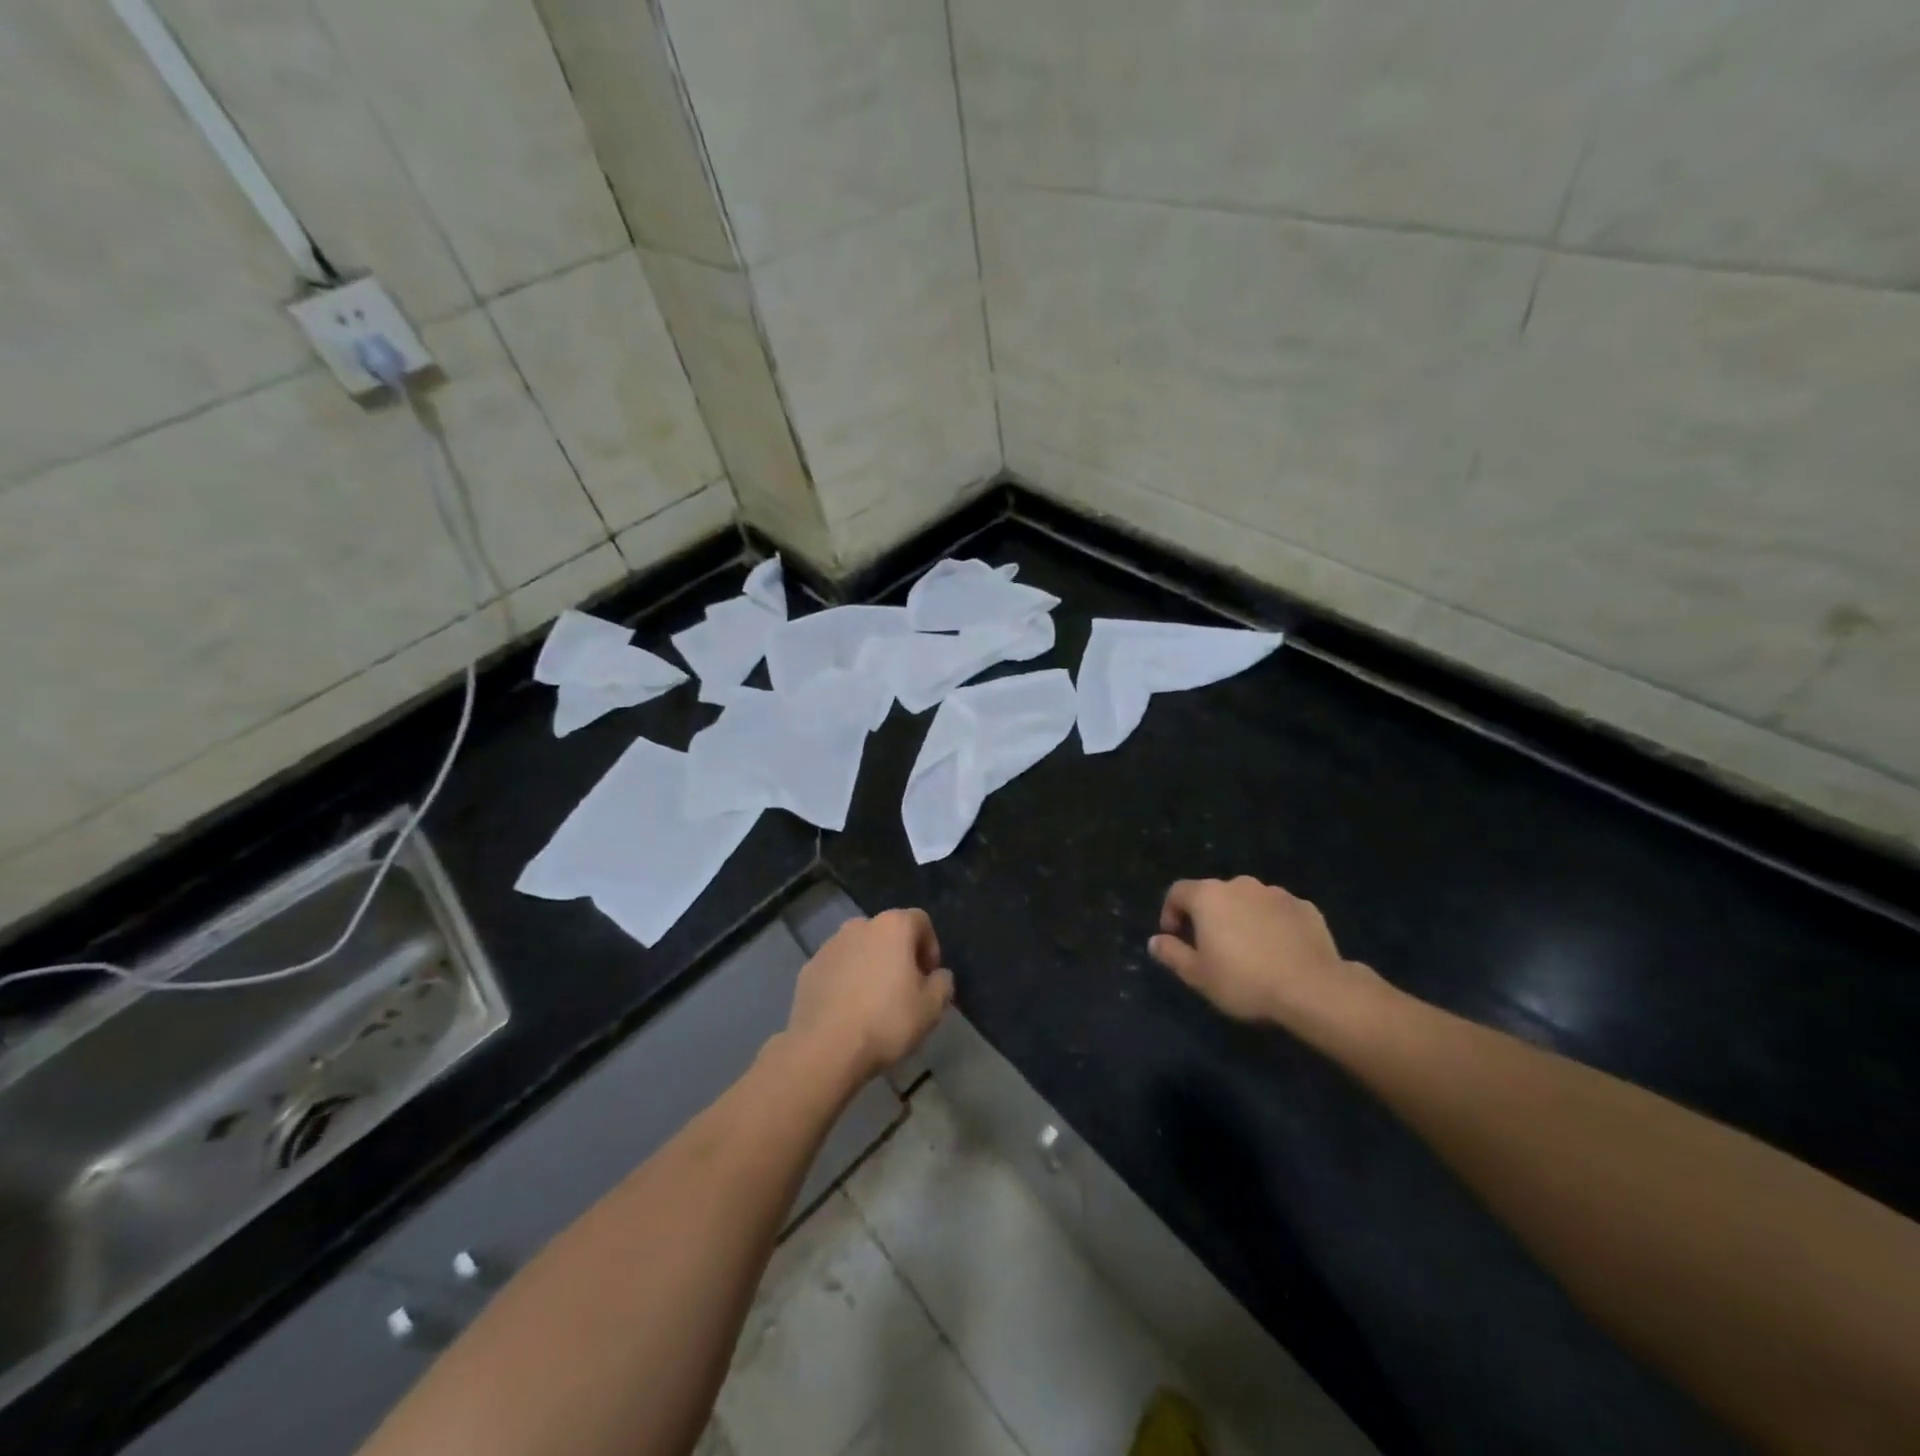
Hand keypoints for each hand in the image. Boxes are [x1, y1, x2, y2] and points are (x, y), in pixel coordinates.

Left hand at [787, 909, 953, 1084]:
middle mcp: (859, 926)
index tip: (929, 977)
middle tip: (904, 990)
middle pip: (888, 933)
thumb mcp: (931, 1008)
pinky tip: (848, 1011)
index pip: (920, 921)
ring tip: (874, 1002)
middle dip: (899, 955)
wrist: (825, 1048)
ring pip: (860, 949)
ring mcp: (829, 946)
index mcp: (892, 926)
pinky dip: (845, 980)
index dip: (930, 947)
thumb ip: (942, 983)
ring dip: (870, 966)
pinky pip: (837, 968)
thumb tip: (938, 975)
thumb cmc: (886, 1021)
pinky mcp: (809, 969)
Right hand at [1149, 876, 1381, 1026]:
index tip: (1175, 938)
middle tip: (1212, 948)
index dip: (1170, 912)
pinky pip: (1278, 911)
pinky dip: (1272, 925)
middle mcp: (1240, 885)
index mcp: (1208, 896)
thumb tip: (1155, 941)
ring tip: (1249, 951)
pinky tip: (1279, 952)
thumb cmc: (1244, 980)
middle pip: (1214, 894)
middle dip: (1209, 916)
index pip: (1177, 891)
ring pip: (1248, 901)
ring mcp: (1276, 893)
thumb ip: (1172, 954)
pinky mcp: (1305, 907)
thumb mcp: (1198, 976)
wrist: (1313, 989)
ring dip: (1242, 918)